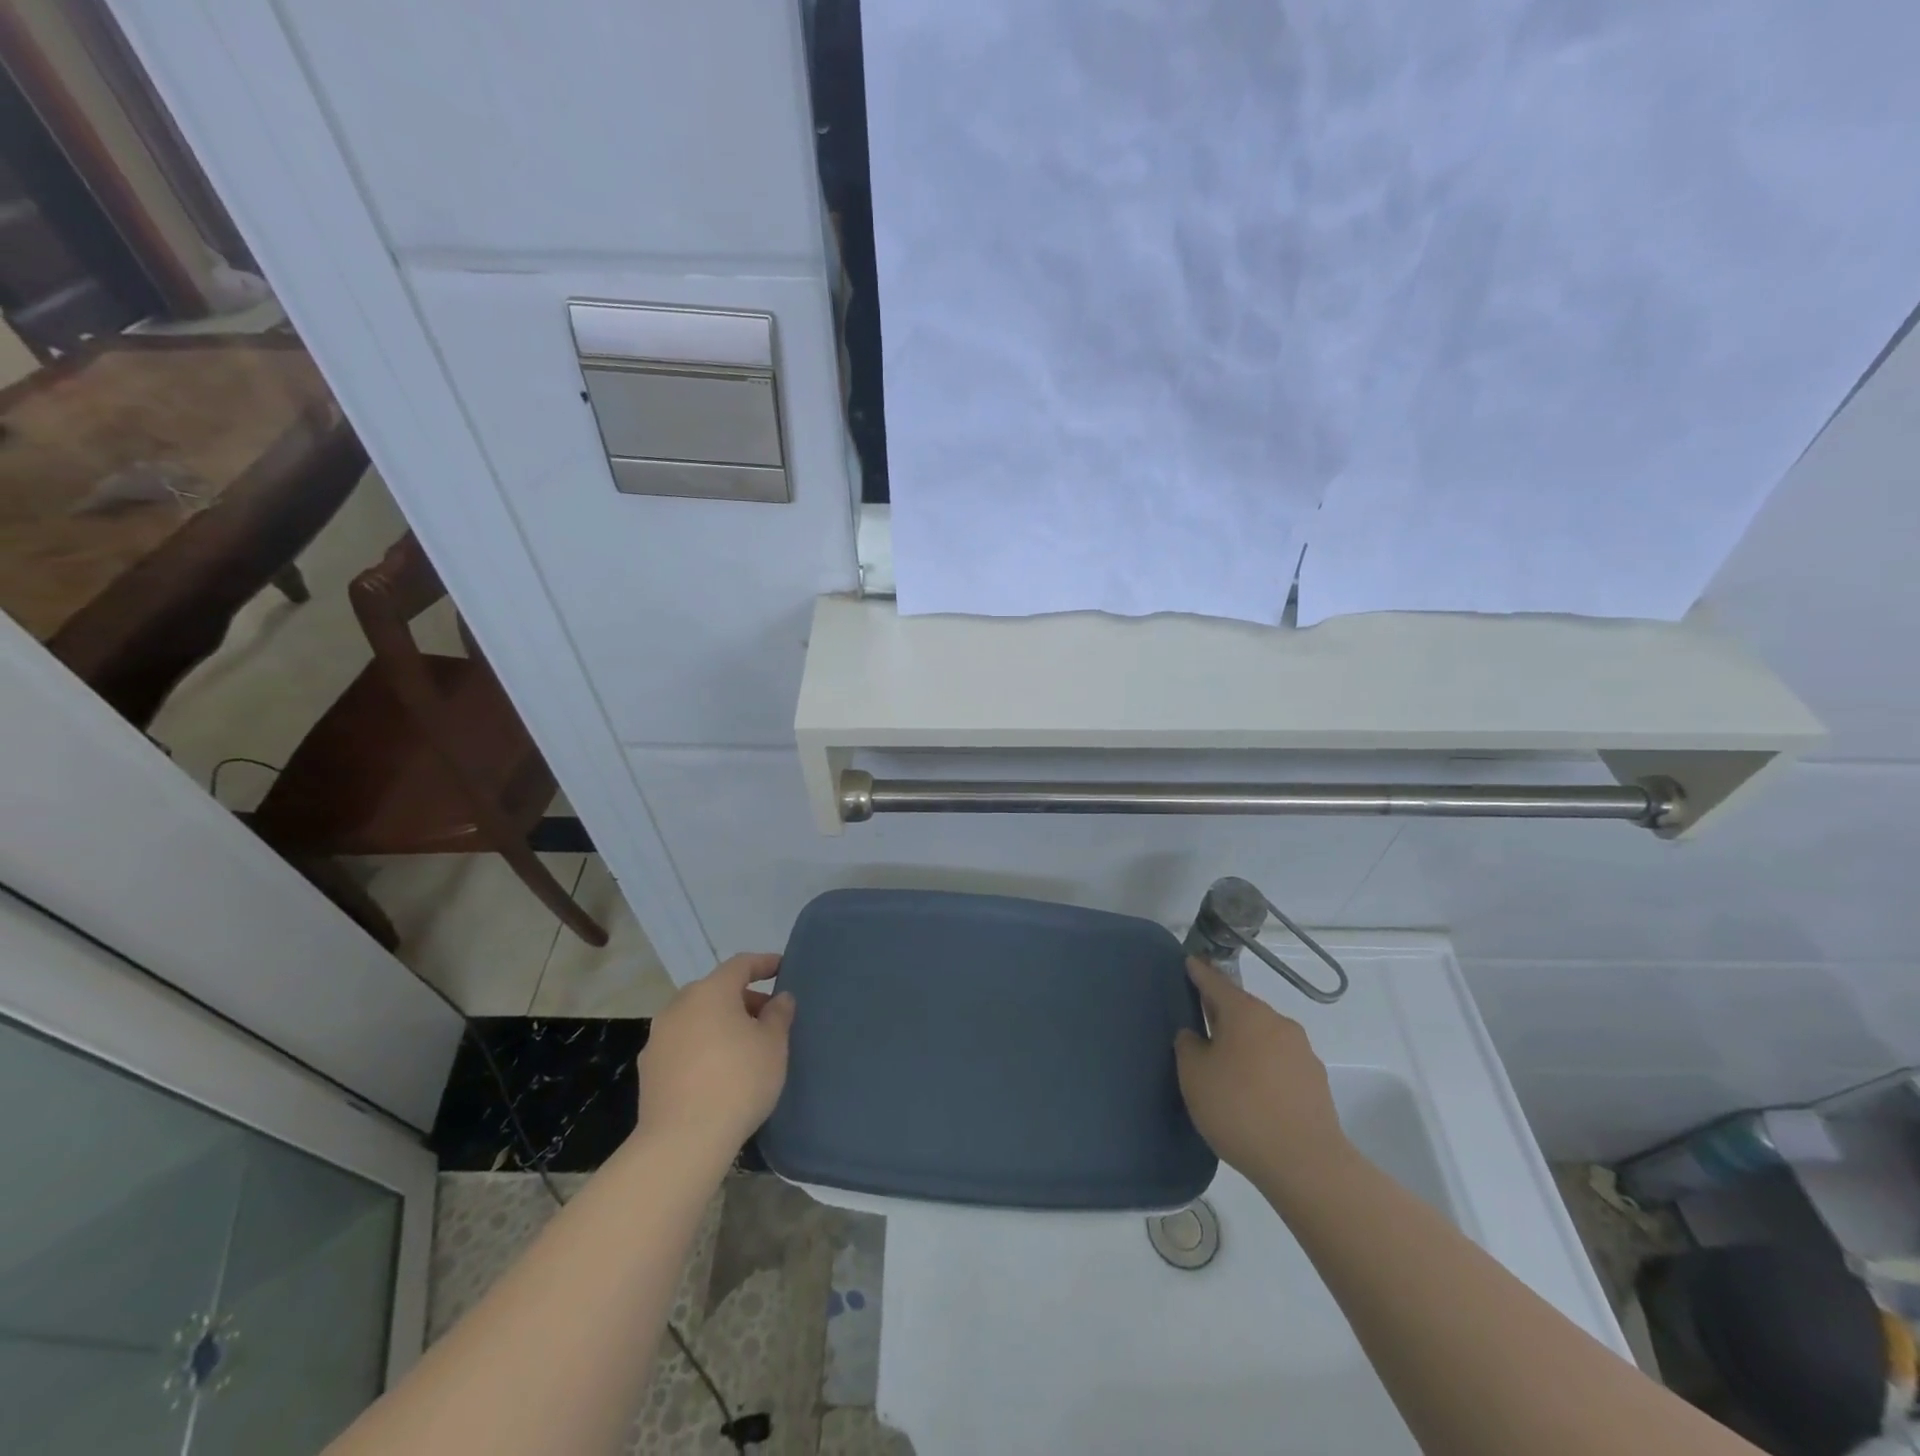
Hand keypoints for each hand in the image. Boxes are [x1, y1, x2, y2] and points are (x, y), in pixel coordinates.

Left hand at [635, 953, 794, 1156]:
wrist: (682, 1142)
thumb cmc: (738, 1081)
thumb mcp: (773, 1045)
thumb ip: (779, 1015)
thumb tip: (779, 998)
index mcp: (711, 992)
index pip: (740, 965)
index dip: (763, 963)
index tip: (781, 968)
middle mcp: (679, 1006)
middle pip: (715, 990)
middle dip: (742, 998)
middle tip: (766, 1016)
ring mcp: (658, 1037)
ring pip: (696, 1017)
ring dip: (719, 1023)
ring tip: (743, 1046)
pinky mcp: (648, 1068)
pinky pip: (682, 1043)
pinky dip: (701, 1045)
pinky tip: (716, 1071)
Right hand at [1174, 957, 1348, 1188]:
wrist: (1305, 1164)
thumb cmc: (1239, 1109)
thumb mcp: (1194, 1076)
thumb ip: (1189, 1046)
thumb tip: (1197, 1036)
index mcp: (1246, 1013)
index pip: (1216, 983)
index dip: (1199, 973)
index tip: (1189, 962)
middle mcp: (1277, 1023)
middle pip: (1243, 1009)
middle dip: (1222, 1013)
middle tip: (1201, 1022)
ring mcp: (1302, 1052)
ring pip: (1264, 1036)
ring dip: (1245, 1043)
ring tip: (1226, 1066)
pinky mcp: (1316, 1082)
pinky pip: (1280, 1063)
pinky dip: (1263, 1067)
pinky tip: (1253, 1092)